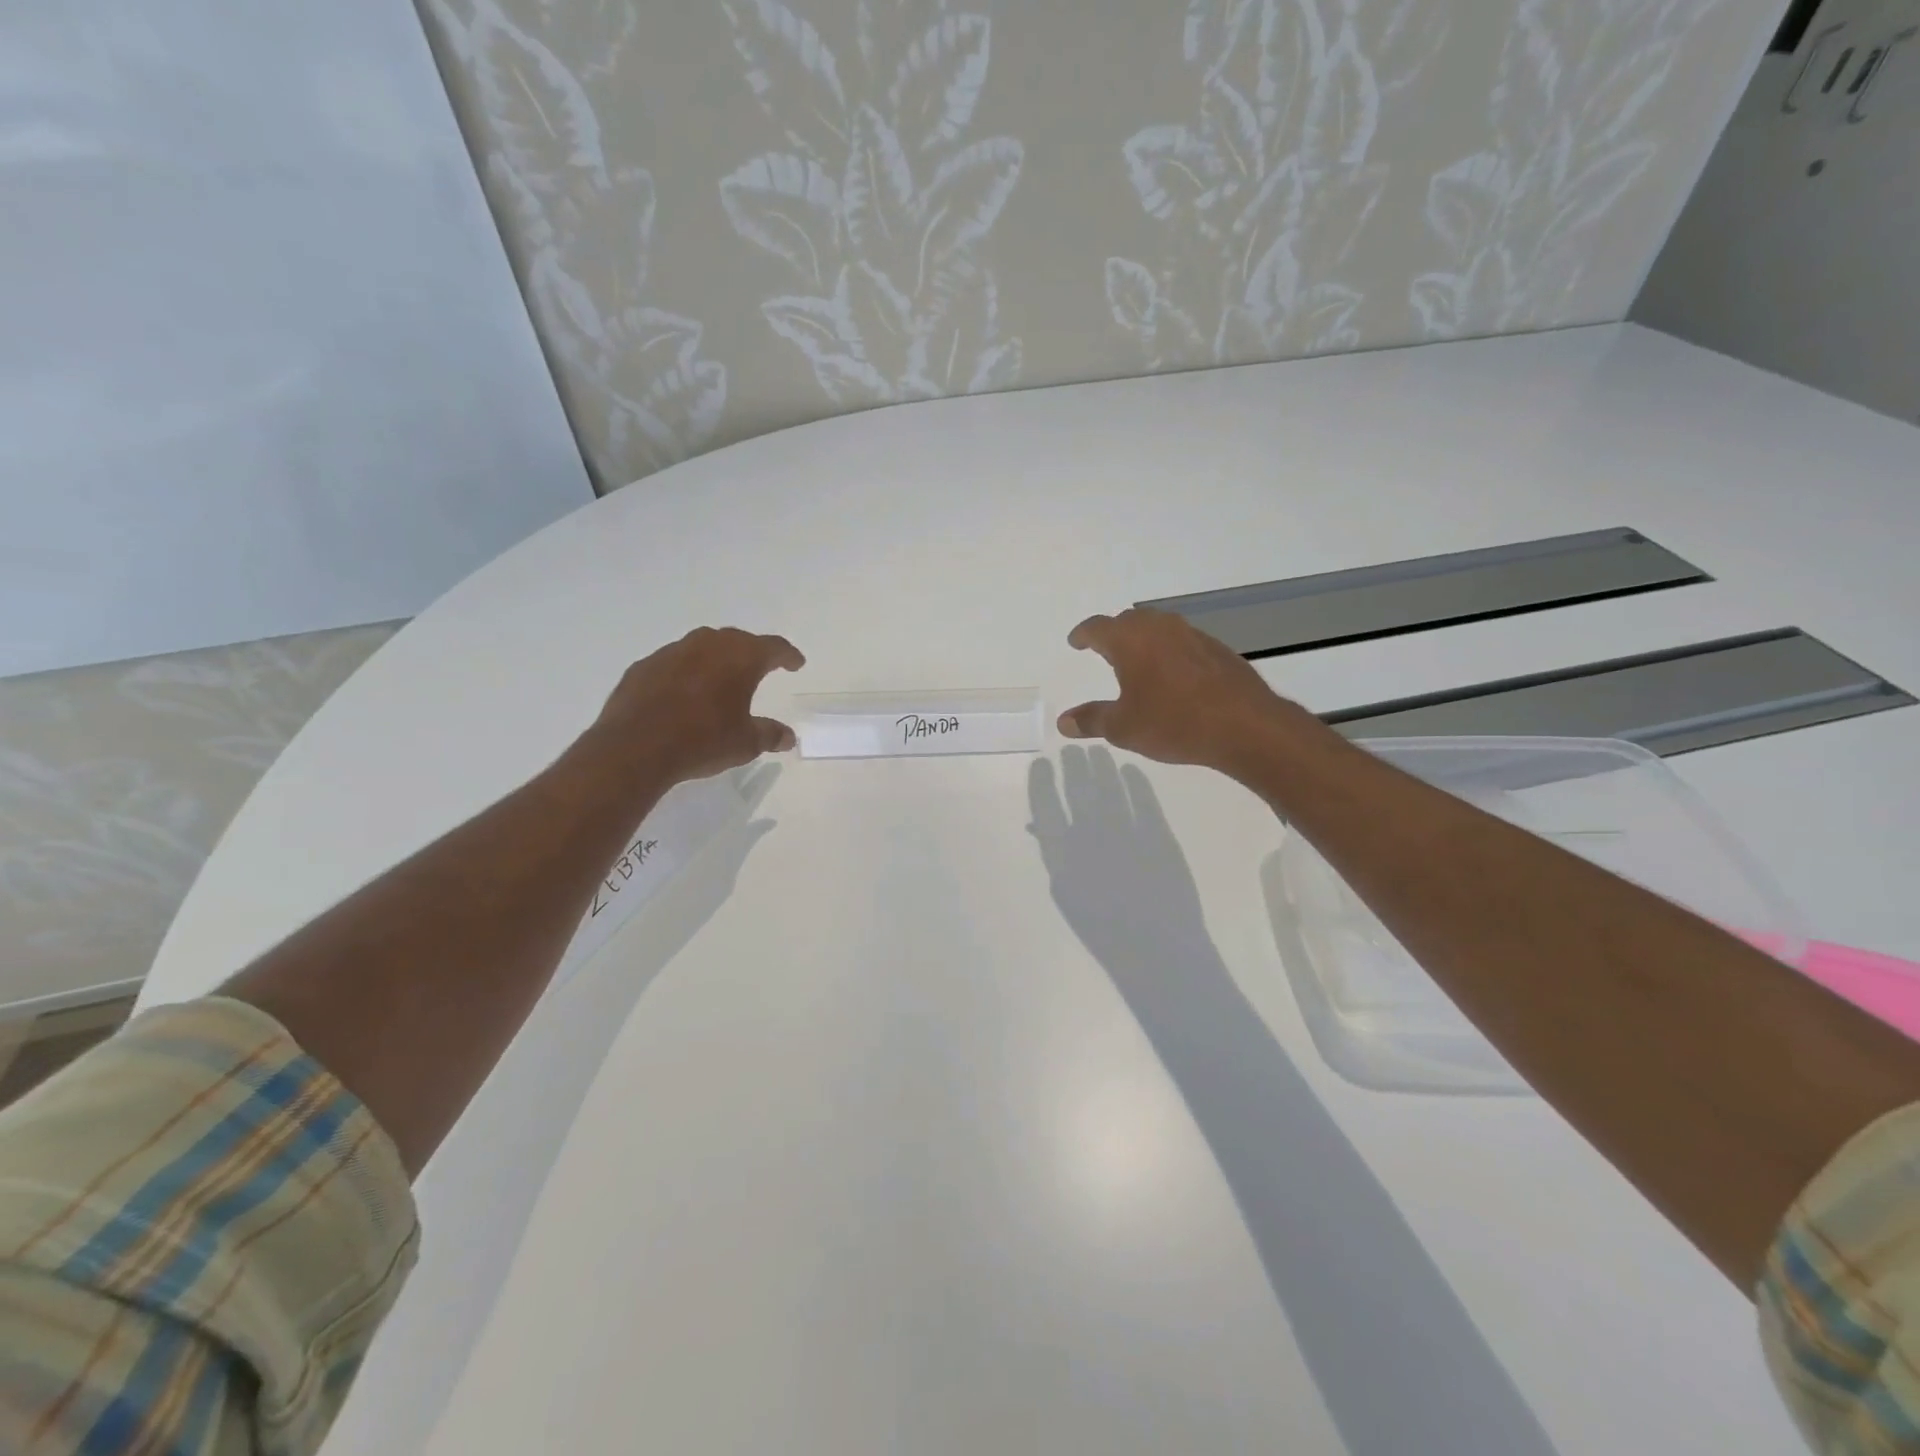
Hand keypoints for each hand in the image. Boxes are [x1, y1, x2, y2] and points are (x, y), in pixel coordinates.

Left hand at [588, 626, 805, 786]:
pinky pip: (673, 663)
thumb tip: (788, 737)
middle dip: (751, 652)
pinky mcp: (644, 667)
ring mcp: (672, 652)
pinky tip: (684, 693)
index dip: (788, 655)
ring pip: (702, 646)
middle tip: (760, 667)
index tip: (796, 663)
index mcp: (740, 658)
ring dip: (716, 659)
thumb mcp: (745, 744)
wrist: (635, 747)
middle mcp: (708, 645)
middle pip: (737, 640)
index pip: (773, 647)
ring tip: (721, 679)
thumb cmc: (703, 741)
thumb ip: (769, 735)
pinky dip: (685, 672)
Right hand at [1058, 608, 1304, 776]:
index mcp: (1130, 641)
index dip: (1083, 634)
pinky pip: (1183, 642)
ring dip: (1144, 639)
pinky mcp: (1217, 650)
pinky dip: (1170, 652)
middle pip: (1129, 620)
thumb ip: (1091, 720)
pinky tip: (1173, 676)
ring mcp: (1192, 635)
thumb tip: (1063, 721)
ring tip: (1138, 660)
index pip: (1098, 628)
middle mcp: (1160, 628)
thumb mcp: (1124, 728)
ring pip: (1159, 627)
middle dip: (1113, 632)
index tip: (1076, 641)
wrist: (1244, 725)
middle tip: (1104, 648)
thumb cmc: (1174, 722)